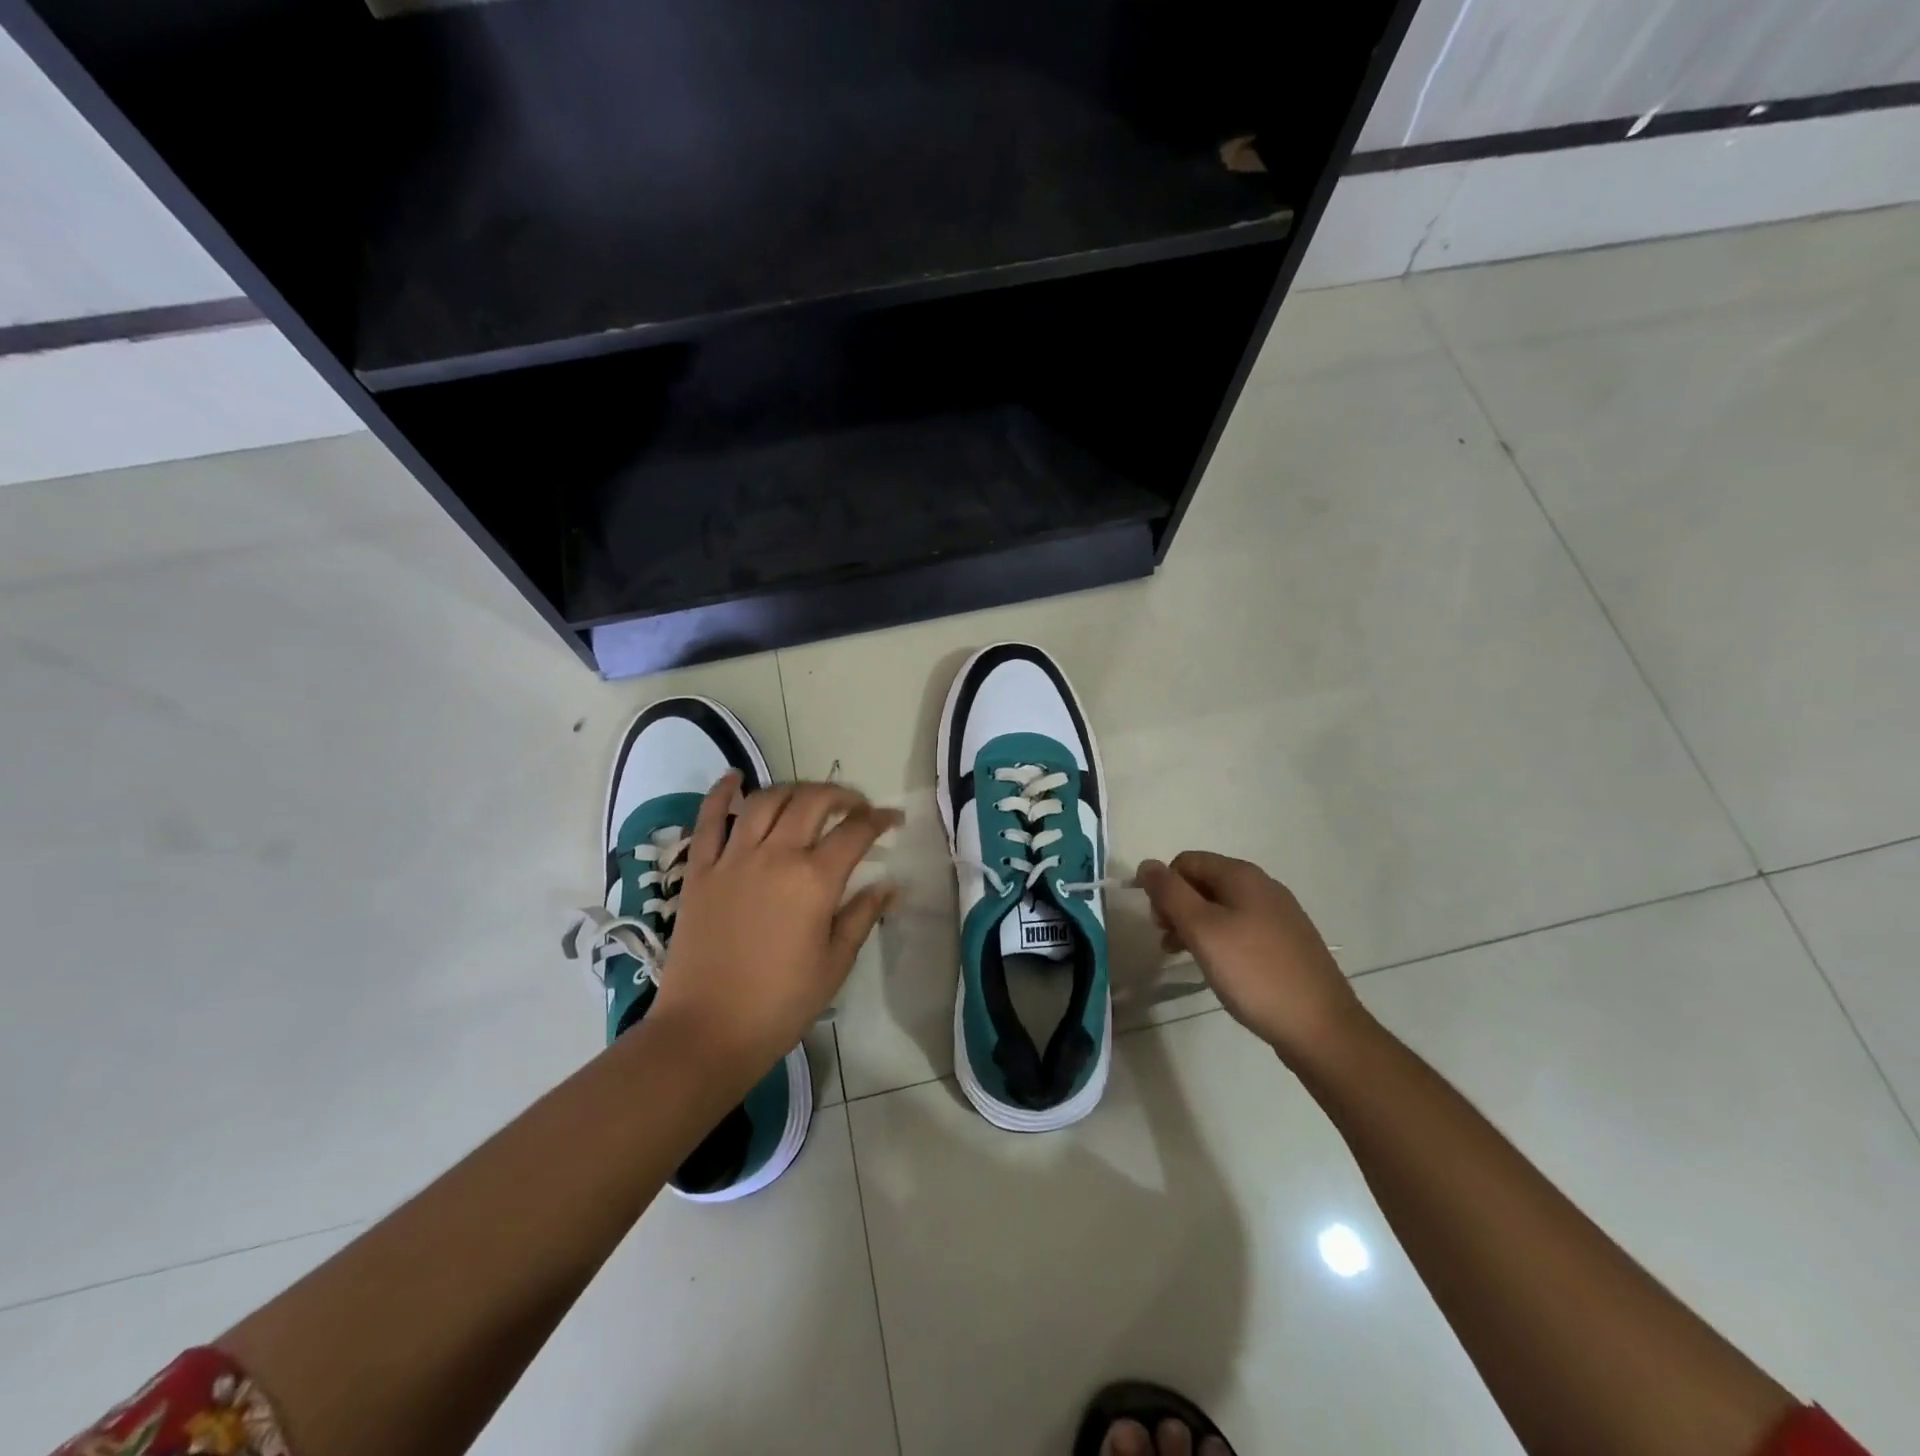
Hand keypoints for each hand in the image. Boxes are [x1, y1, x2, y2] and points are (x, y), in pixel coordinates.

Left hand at [651, 772, 899, 1086]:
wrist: (706, 1031)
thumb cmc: (780, 1003)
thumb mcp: (834, 964)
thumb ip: (861, 916)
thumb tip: (889, 886)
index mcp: (814, 880)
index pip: (856, 832)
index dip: (880, 820)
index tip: (893, 819)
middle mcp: (776, 855)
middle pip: (813, 802)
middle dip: (841, 795)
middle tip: (855, 806)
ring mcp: (733, 858)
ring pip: (766, 801)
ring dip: (793, 790)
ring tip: (808, 798)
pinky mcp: (700, 870)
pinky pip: (710, 820)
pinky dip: (722, 793)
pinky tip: (734, 777)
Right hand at [1136, 851, 1365, 1062]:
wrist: (1321, 1027)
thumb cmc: (1254, 973)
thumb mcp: (1202, 930)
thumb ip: (1170, 894)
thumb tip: (1146, 864)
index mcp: (1242, 876)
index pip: (1186, 862)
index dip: (1164, 886)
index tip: (1157, 923)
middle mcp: (1263, 886)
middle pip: (1204, 882)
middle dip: (1178, 906)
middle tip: (1169, 942)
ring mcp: (1279, 915)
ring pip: (1222, 907)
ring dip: (1196, 926)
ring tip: (1185, 957)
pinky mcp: (1287, 942)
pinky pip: (1241, 928)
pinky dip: (1220, 940)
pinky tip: (1219, 968)